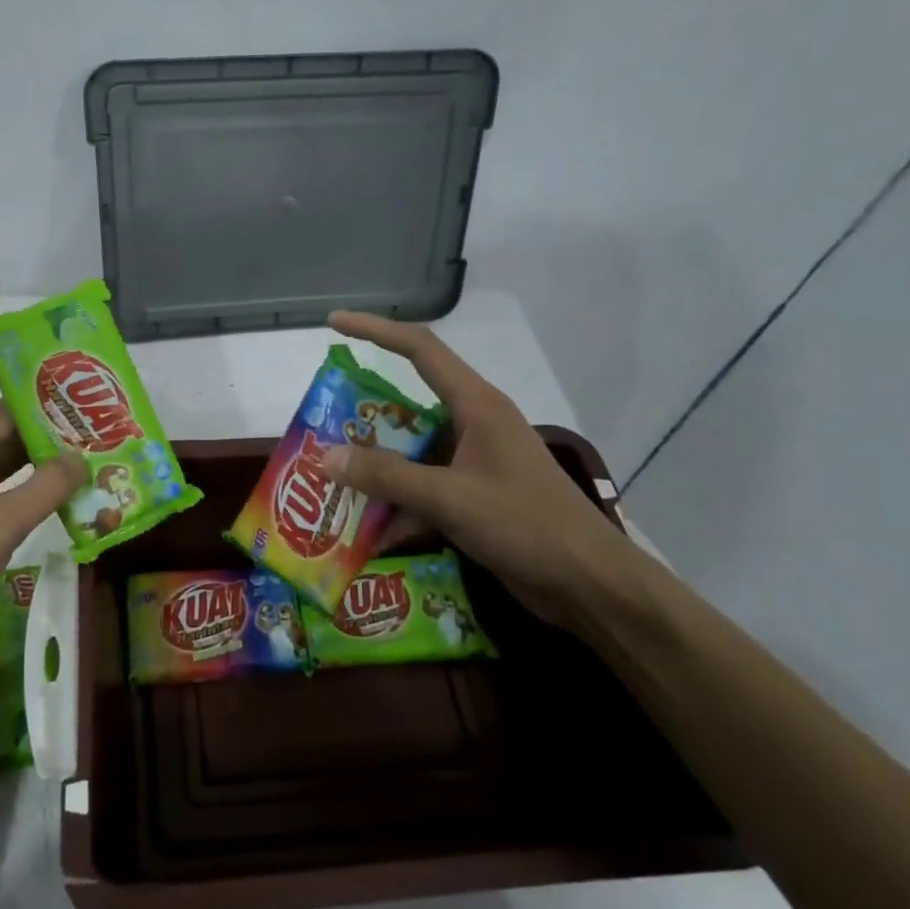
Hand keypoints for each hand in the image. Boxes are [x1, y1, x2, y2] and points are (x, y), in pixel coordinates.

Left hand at [0, 275, 86, 663]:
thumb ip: (43, 489)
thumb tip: (81, 457)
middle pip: (1, 409)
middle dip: (44, 399)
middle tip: (95, 390)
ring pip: (12, 448)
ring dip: (49, 444)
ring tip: (100, 438)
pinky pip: (13, 481)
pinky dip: (41, 480)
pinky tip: (77, 487)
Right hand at [323, 310, 640, 628]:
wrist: (589, 585)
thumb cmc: (526, 525)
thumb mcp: (450, 498)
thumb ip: (387, 476)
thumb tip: (326, 457)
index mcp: (475, 405)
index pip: (420, 349)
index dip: (375, 330)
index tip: (333, 323)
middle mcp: (472, 425)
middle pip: (406, 405)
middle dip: (363, 417)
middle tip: (320, 426)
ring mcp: (474, 462)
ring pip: (410, 452)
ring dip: (376, 467)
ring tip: (331, 480)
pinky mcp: (473, 497)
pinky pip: (422, 488)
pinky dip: (396, 505)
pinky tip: (367, 530)